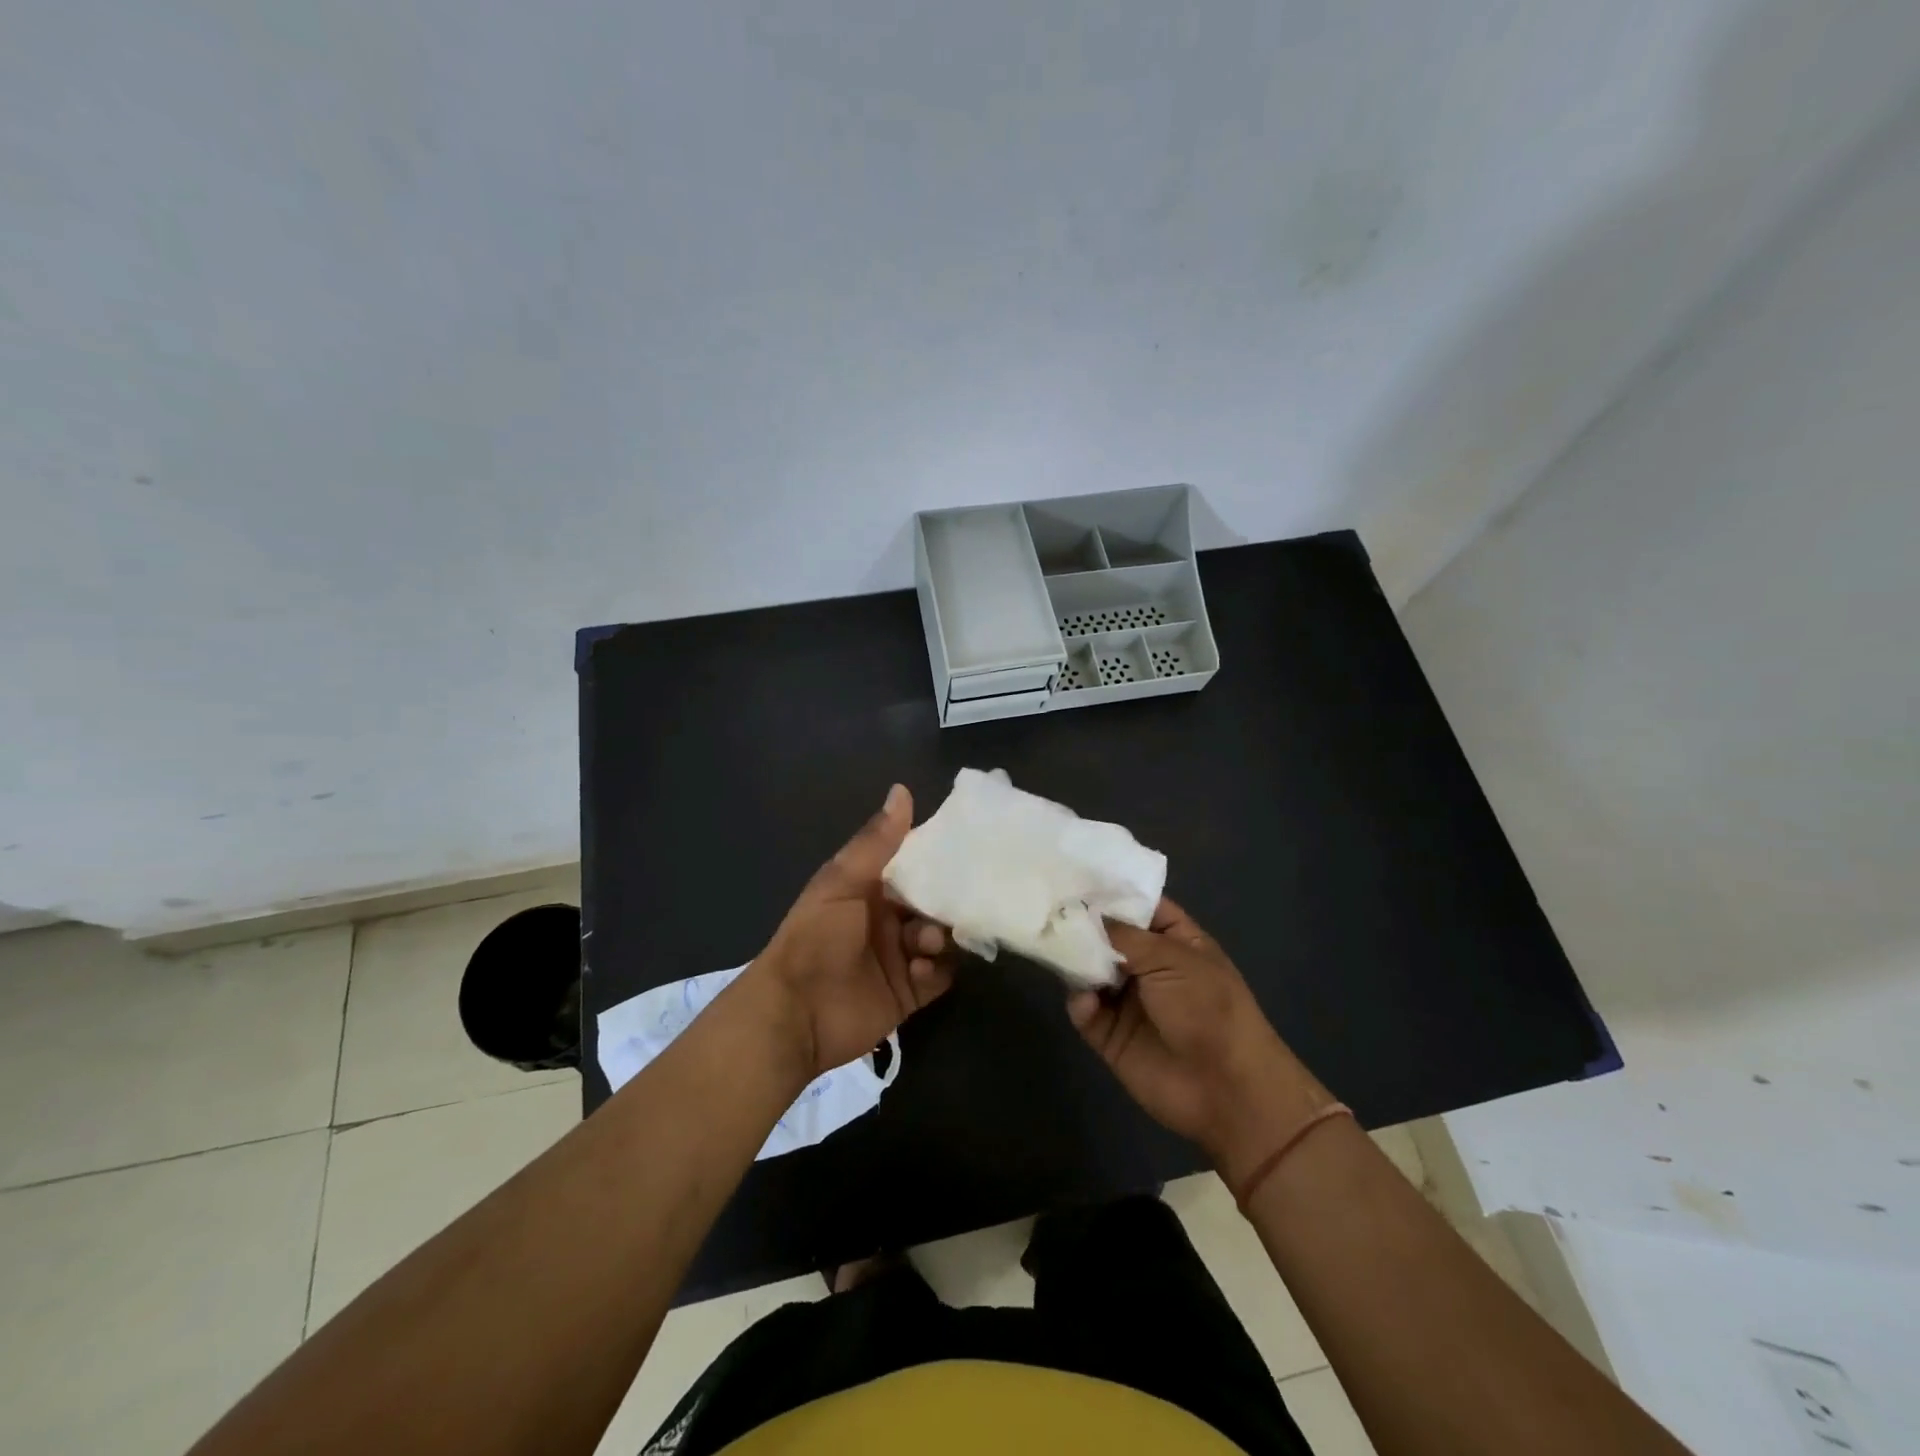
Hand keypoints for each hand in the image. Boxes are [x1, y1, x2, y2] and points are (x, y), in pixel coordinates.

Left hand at [748, 784, 954, 1082]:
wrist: (795, 1014)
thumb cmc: (816, 938)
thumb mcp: (842, 882)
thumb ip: (876, 841)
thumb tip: (902, 789)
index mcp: (870, 889)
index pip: (914, 867)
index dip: (936, 859)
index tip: (965, 850)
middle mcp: (888, 920)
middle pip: (933, 904)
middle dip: (945, 903)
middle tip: (950, 906)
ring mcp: (900, 957)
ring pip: (942, 938)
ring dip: (941, 937)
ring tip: (926, 943)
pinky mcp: (909, 993)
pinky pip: (940, 976)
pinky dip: (938, 970)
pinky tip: (920, 970)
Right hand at [1067, 898, 1333, 1187]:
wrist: (1224, 1088)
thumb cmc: (1207, 1008)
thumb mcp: (1171, 959)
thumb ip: (1124, 935)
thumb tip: (1086, 915)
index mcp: (1174, 942)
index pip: (1140, 907)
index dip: (1112, 892)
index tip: (1074, 874)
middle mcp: (1149, 967)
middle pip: (1107, 937)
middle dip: (1082, 925)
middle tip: (1048, 907)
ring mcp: (1128, 1001)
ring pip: (1090, 972)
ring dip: (1075, 962)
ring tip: (1055, 948)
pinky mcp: (1110, 1035)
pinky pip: (1085, 1011)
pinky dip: (1081, 1003)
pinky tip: (1085, 1001)